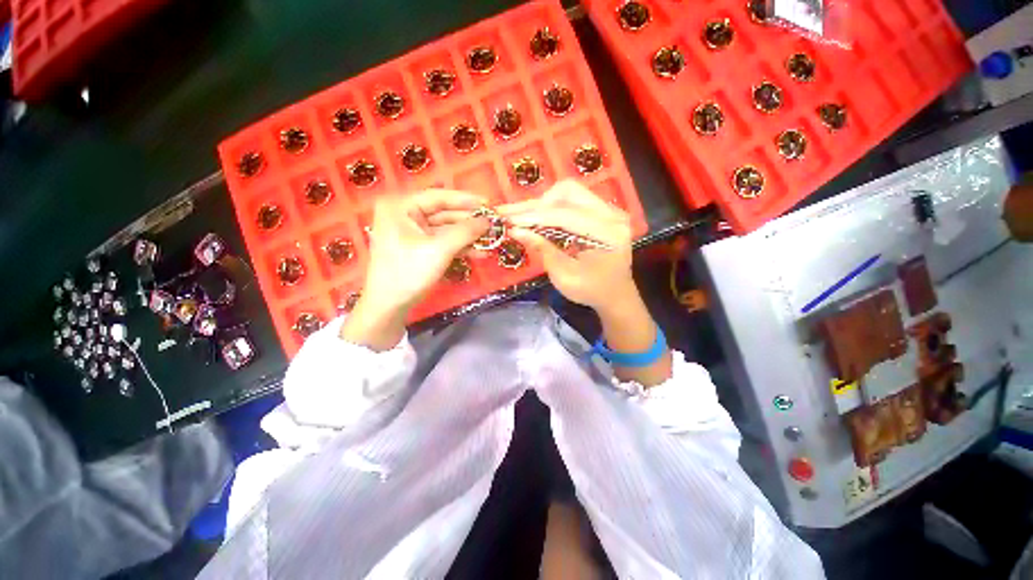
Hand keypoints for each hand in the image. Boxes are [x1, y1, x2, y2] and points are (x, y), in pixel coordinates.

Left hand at [342, 190, 487, 349]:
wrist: (390, 305)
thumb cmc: (409, 272)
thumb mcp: (439, 249)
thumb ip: (465, 232)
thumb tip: (488, 220)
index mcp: (401, 207)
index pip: (438, 197)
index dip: (465, 200)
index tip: (488, 203)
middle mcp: (406, 215)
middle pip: (444, 214)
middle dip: (470, 222)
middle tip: (494, 224)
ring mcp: (414, 233)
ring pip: (447, 230)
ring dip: (469, 236)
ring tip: (492, 239)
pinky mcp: (421, 248)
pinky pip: (444, 242)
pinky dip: (461, 247)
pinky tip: (481, 252)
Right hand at [499, 180, 635, 311]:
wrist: (616, 295)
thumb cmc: (591, 291)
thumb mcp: (564, 276)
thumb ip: (543, 250)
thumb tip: (515, 230)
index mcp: (608, 234)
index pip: (566, 215)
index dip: (535, 217)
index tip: (509, 220)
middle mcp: (613, 214)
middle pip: (568, 193)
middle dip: (536, 204)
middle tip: (510, 214)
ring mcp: (609, 210)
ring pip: (569, 192)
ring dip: (542, 203)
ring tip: (520, 215)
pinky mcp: (601, 211)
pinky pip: (572, 200)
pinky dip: (550, 207)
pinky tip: (534, 216)